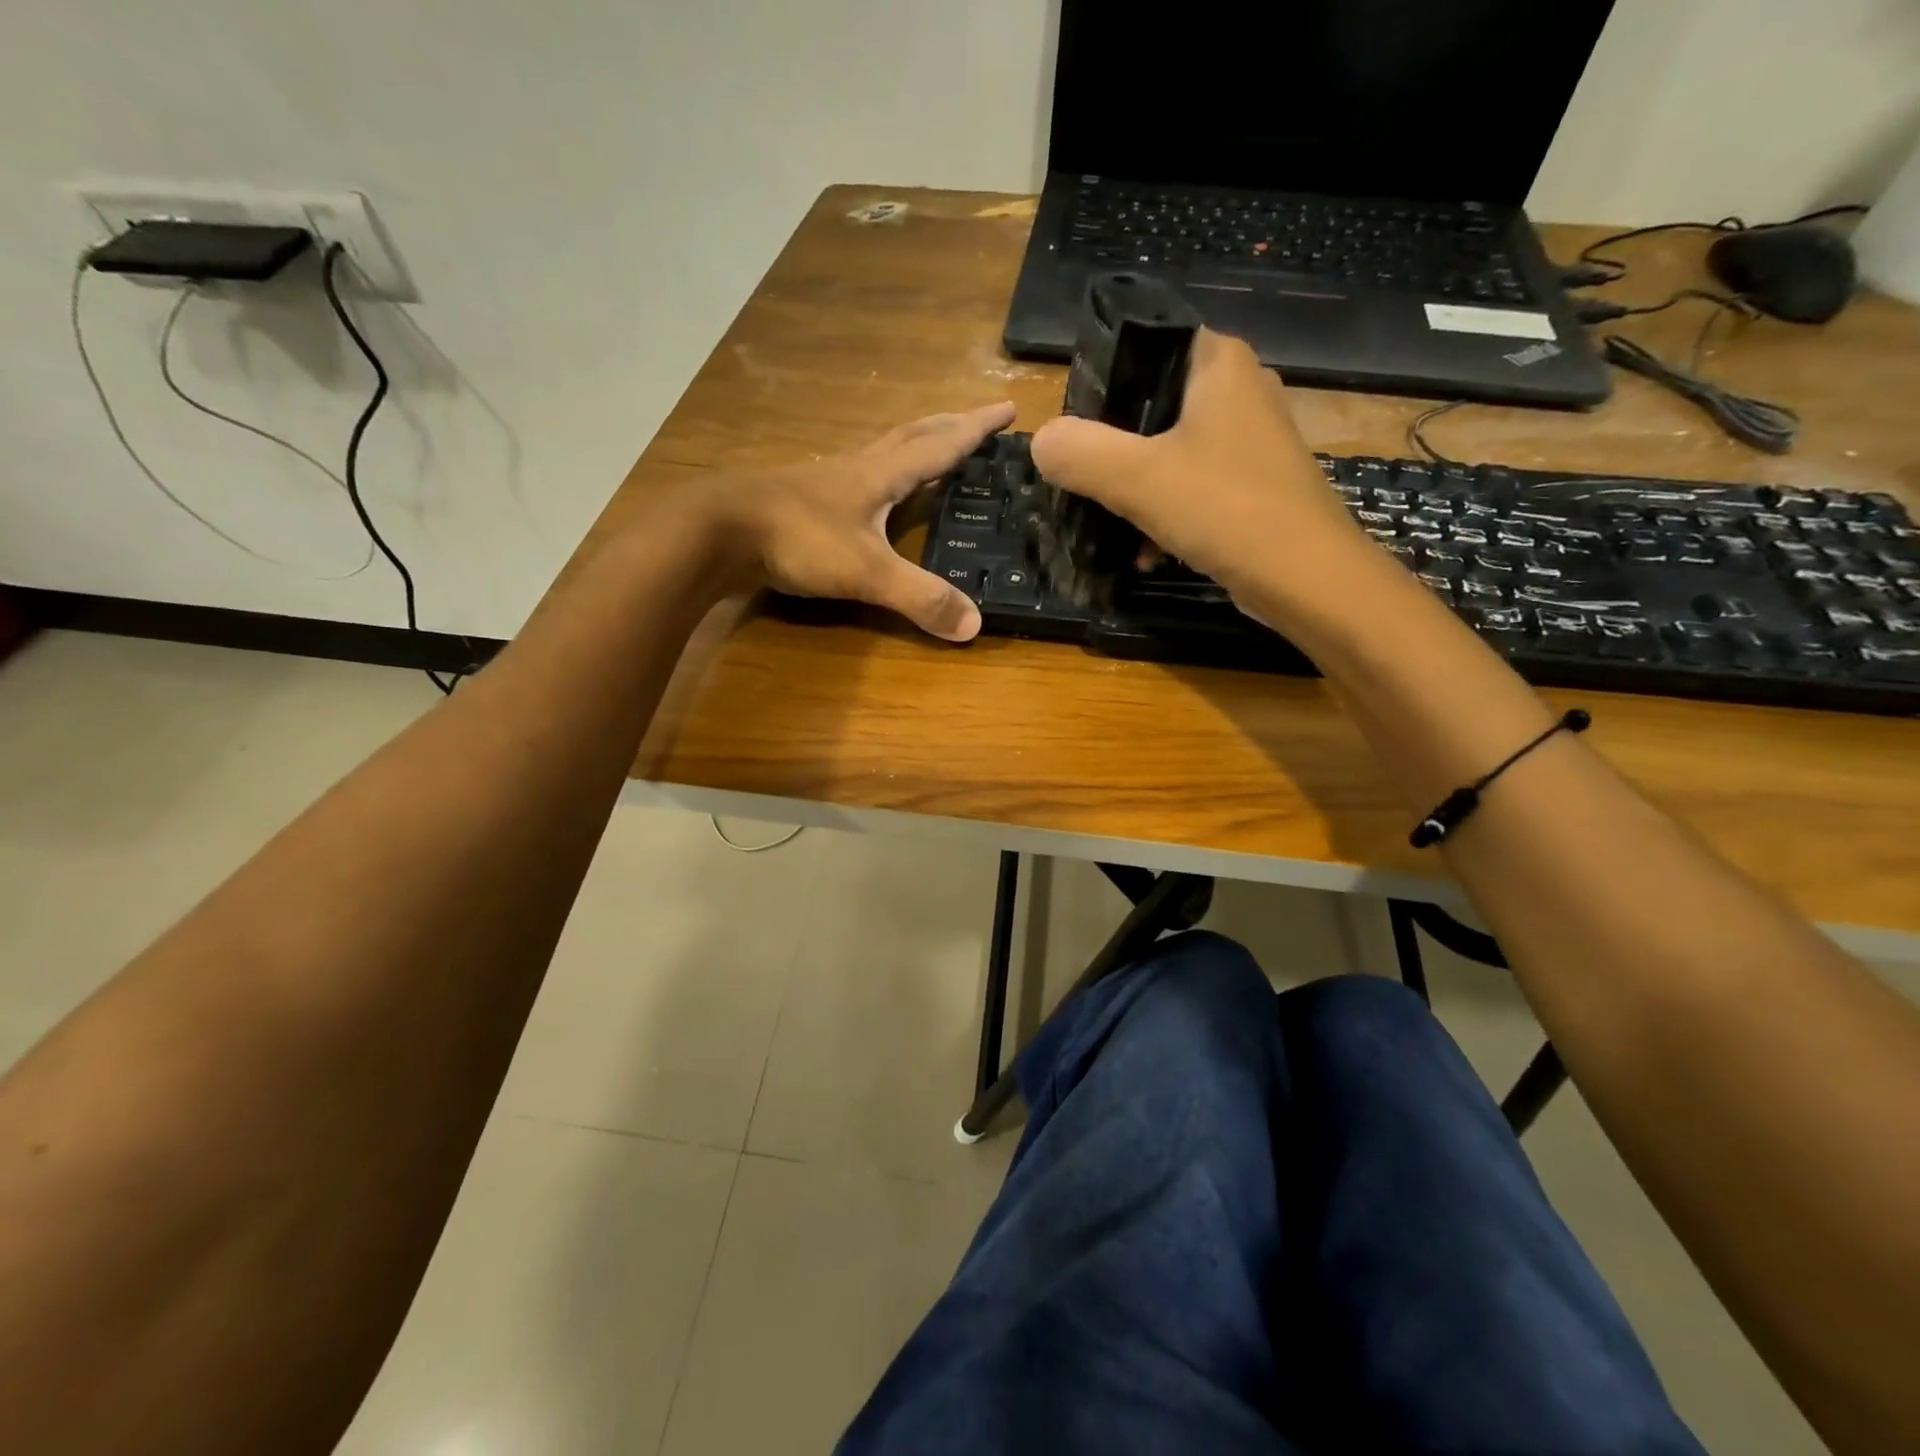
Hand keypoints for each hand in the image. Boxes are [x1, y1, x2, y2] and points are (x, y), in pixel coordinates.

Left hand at [705, 402, 1015, 641]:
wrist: (718, 531)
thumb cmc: (798, 539)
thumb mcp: (867, 572)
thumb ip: (920, 598)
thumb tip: (974, 625)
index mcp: (881, 474)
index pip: (941, 445)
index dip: (976, 429)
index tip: (1009, 409)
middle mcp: (857, 468)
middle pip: (911, 436)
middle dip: (948, 426)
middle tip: (976, 421)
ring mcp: (826, 482)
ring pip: (880, 451)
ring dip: (911, 444)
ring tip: (930, 449)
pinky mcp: (803, 501)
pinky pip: (854, 477)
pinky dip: (877, 473)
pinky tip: (870, 492)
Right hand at [1029, 330, 1375, 626]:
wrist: (1308, 579)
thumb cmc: (1226, 510)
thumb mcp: (1138, 478)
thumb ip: (1080, 453)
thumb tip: (1041, 442)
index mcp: (1218, 362)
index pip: (1144, 343)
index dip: (1101, 381)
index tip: (1073, 428)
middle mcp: (1240, 388)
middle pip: (1151, 404)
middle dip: (1113, 447)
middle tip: (1082, 478)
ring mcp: (1251, 439)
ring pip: (1170, 451)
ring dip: (1136, 488)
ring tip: (1109, 522)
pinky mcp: (1254, 484)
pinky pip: (1194, 486)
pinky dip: (1166, 514)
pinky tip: (1147, 551)